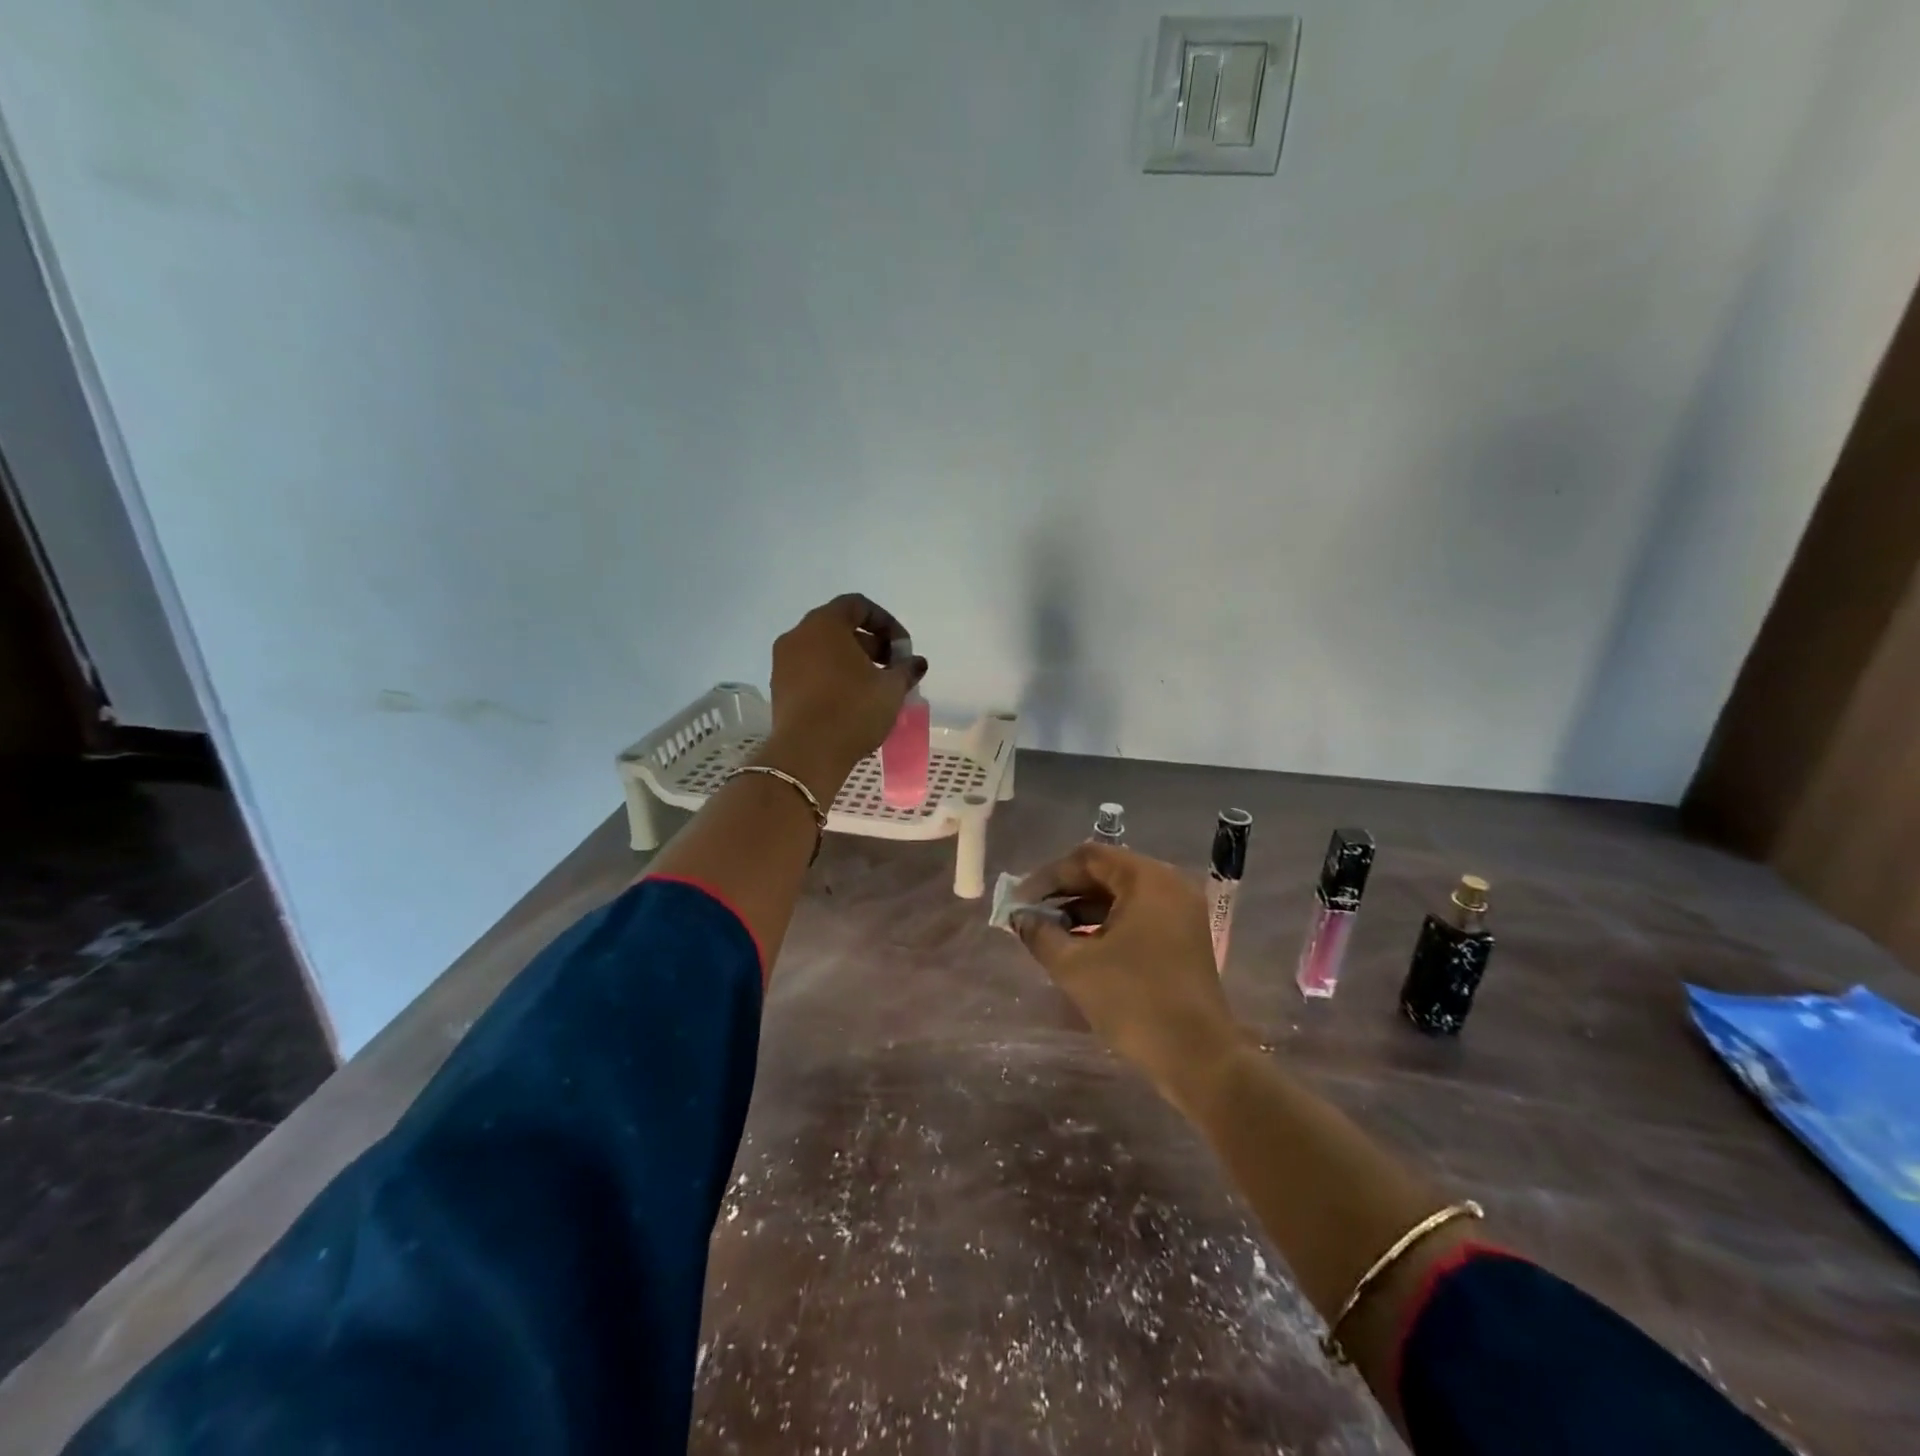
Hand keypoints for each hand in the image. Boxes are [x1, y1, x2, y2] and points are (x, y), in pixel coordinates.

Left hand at [763, 594, 926, 798]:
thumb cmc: (852, 710)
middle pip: (839, 628)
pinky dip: (832, 678)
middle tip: (892, 669)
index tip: (903, 649)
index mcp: (824, 624)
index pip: (858, 605)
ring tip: (874, 688)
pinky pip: (810, 672)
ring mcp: (783, 663)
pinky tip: (851, 702)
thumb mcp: (890, 689)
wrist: (807, 754)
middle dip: (870, 644)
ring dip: (851, 663)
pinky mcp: (779, 689)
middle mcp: (798, 636)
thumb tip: (916, 662)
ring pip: (823, 651)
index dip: (886, 623)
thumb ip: (906, 669)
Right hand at [1012, 844, 1242, 1114]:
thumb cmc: (1134, 1001)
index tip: (1020, 900)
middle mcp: (1169, 884)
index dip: (1049, 876)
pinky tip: (1078, 946)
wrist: (1198, 1058)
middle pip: (1106, 873)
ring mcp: (1180, 912)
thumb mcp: (1075, 966)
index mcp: (1147, 879)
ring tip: (1048, 932)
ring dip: (1082, 910)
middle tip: (1030, 914)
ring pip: (1121, 896)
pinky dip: (1106, 925)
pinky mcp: (1183, 937)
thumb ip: (1040, 934)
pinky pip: (1137, 916)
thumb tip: (1019, 918)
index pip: (1088, 858)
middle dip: (1064, 893)